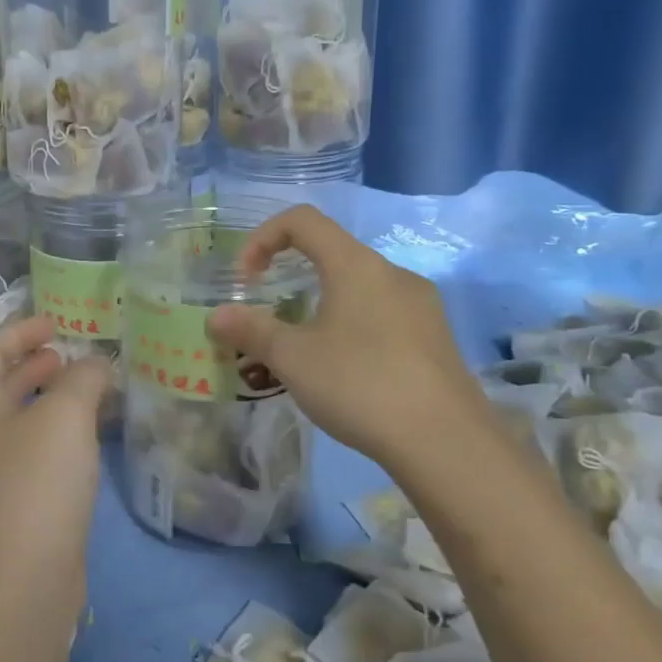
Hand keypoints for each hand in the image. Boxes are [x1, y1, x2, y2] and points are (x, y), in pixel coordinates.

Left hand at [0, 317, 114, 617]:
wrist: (23, 582)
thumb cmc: (36, 483)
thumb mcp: (64, 415)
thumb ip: (83, 378)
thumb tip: (95, 363)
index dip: (18, 332)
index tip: (54, 322)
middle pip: (1, 387)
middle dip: (34, 365)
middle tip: (70, 355)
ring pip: (22, 423)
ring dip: (51, 400)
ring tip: (89, 390)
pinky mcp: (18, 508)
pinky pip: (37, 454)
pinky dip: (61, 435)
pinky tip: (90, 439)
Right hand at [208, 205, 484, 461]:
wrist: (444, 440)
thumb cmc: (359, 384)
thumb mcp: (293, 358)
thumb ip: (251, 331)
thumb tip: (216, 317)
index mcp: (355, 264)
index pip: (302, 220)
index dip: (263, 238)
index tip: (246, 280)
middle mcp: (392, 273)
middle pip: (332, 254)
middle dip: (292, 278)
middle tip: (272, 321)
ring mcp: (421, 305)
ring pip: (360, 288)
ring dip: (323, 306)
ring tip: (307, 353)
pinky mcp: (436, 337)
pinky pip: (384, 315)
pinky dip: (354, 327)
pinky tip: (349, 373)